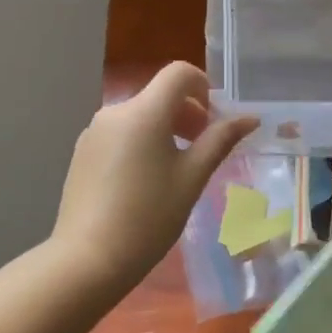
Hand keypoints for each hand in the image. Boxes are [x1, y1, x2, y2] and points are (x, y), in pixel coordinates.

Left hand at [48, 62, 257, 295]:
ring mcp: (94, 131)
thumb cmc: (149, 217)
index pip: (179, 73)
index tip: (212, 121)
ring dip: (164, 128)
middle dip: (187, 113)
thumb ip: (220, 140)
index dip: (203, 87)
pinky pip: (120, 132)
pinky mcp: (82, 152)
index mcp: (144, 111)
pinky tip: (143, 182)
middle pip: (159, 94)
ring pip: (139, 114)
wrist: (87, 260)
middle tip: (201, 149)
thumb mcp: (192, 178)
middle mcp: (116, 111)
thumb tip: (249, 118)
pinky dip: (140, 142)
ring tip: (174, 170)